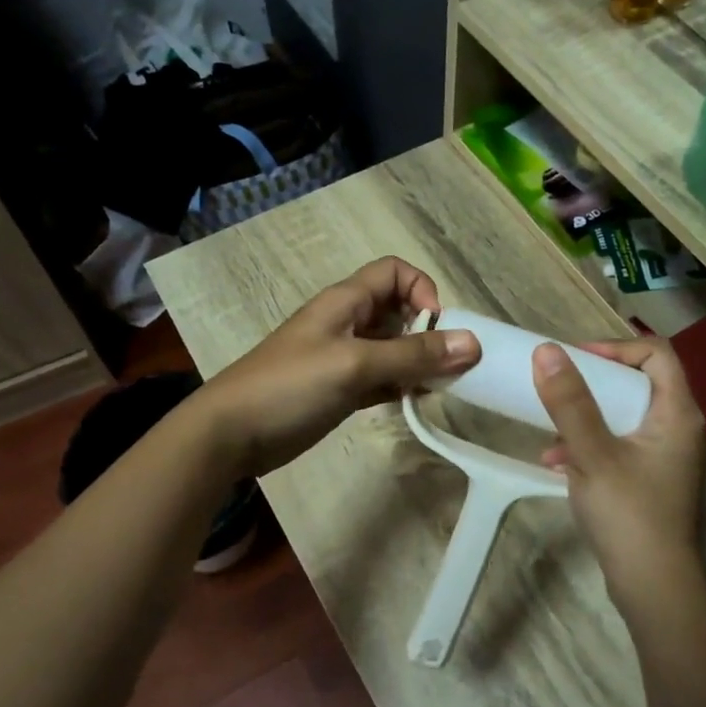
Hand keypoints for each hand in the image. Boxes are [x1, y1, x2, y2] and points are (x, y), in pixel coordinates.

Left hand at [197, 257, 480, 477]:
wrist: (232, 434)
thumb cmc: (290, 386)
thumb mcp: (355, 364)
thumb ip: (412, 354)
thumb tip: (473, 343)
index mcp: (346, 302)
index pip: (394, 272)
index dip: (421, 290)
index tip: (435, 326)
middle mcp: (347, 323)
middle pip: (399, 312)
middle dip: (428, 332)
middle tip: (447, 367)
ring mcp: (343, 358)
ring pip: (393, 349)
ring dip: (418, 363)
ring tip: (435, 389)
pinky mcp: (340, 390)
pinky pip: (382, 379)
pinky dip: (401, 386)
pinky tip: (413, 403)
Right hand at [532, 337, 705, 626]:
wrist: (653, 586)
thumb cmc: (628, 513)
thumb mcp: (592, 453)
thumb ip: (570, 402)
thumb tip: (547, 351)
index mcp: (677, 413)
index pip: (656, 353)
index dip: (616, 346)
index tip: (576, 358)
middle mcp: (679, 428)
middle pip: (639, 382)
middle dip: (593, 382)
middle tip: (558, 386)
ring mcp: (666, 457)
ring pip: (625, 415)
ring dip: (587, 416)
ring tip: (551, 431)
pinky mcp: (652, 480)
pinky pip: (620, 444)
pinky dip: (591, 445)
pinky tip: (558, 464)